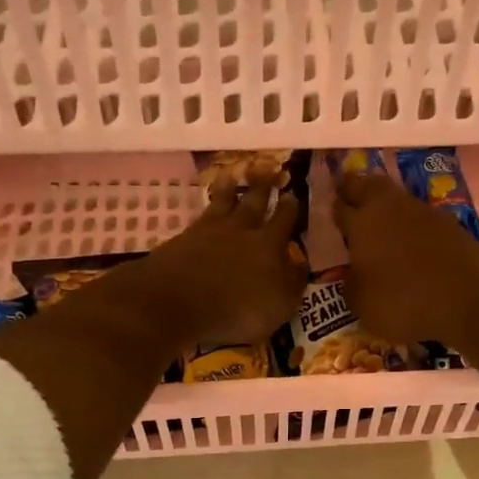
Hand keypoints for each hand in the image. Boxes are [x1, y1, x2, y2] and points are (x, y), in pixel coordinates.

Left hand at [138, 180, 307, 345]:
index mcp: (269, 245)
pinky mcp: (183, 238)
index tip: (293, 195)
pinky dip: (207, 205)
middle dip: (263, 187)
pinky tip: (206, 203)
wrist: (178, 302)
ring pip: (224, 201)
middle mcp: (241, 230)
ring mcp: (209, 231)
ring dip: (230, 188)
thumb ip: (292, 282)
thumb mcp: (279, 305)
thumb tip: (299, 263)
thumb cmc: (238, 310)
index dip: (290, 208)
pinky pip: (201, 215)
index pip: (284, 221)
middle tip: (267, 168)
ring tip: (232, 174)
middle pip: (255, 203)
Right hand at [333, 173, 478, 348]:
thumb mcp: (362, 305)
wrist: (466, 301)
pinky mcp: (450, 223)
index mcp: (361, 224)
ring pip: (397, 198)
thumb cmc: (403, 304)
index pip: (340, 207)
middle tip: (350, 194)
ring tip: (382, 219)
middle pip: (368, 186)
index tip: (331, 210)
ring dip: (387, 205)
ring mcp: (423, 212)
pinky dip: (414, 224)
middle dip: (356, 188)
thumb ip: (352, 284)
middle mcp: (390, 208)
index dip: (334, 209)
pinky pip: (422, 217)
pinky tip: (414, 239)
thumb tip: (353, 274)